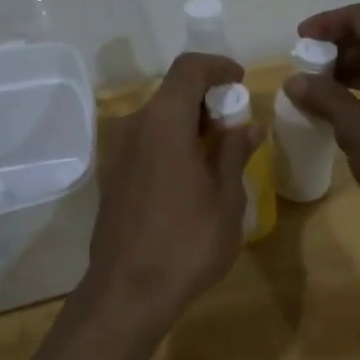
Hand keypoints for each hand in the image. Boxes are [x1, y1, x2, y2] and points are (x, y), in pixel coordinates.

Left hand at [81, 52, 261, 327]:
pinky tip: (190, 178)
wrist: (126, 293)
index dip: (217, 66)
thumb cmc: (186, 243)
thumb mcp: (226, 198)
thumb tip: (248, 126)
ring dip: (189, 124)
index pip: (189, 69)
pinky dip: (170, 143)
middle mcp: (134, 127)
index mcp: (163, 123)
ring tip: (218, 156)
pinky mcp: (111, 176)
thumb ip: (234, 153)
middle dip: (207, 100)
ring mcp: (117, 152)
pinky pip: (145, 142)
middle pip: (172, 93)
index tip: (240, 82)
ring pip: (158, 119)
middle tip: (236, 127)